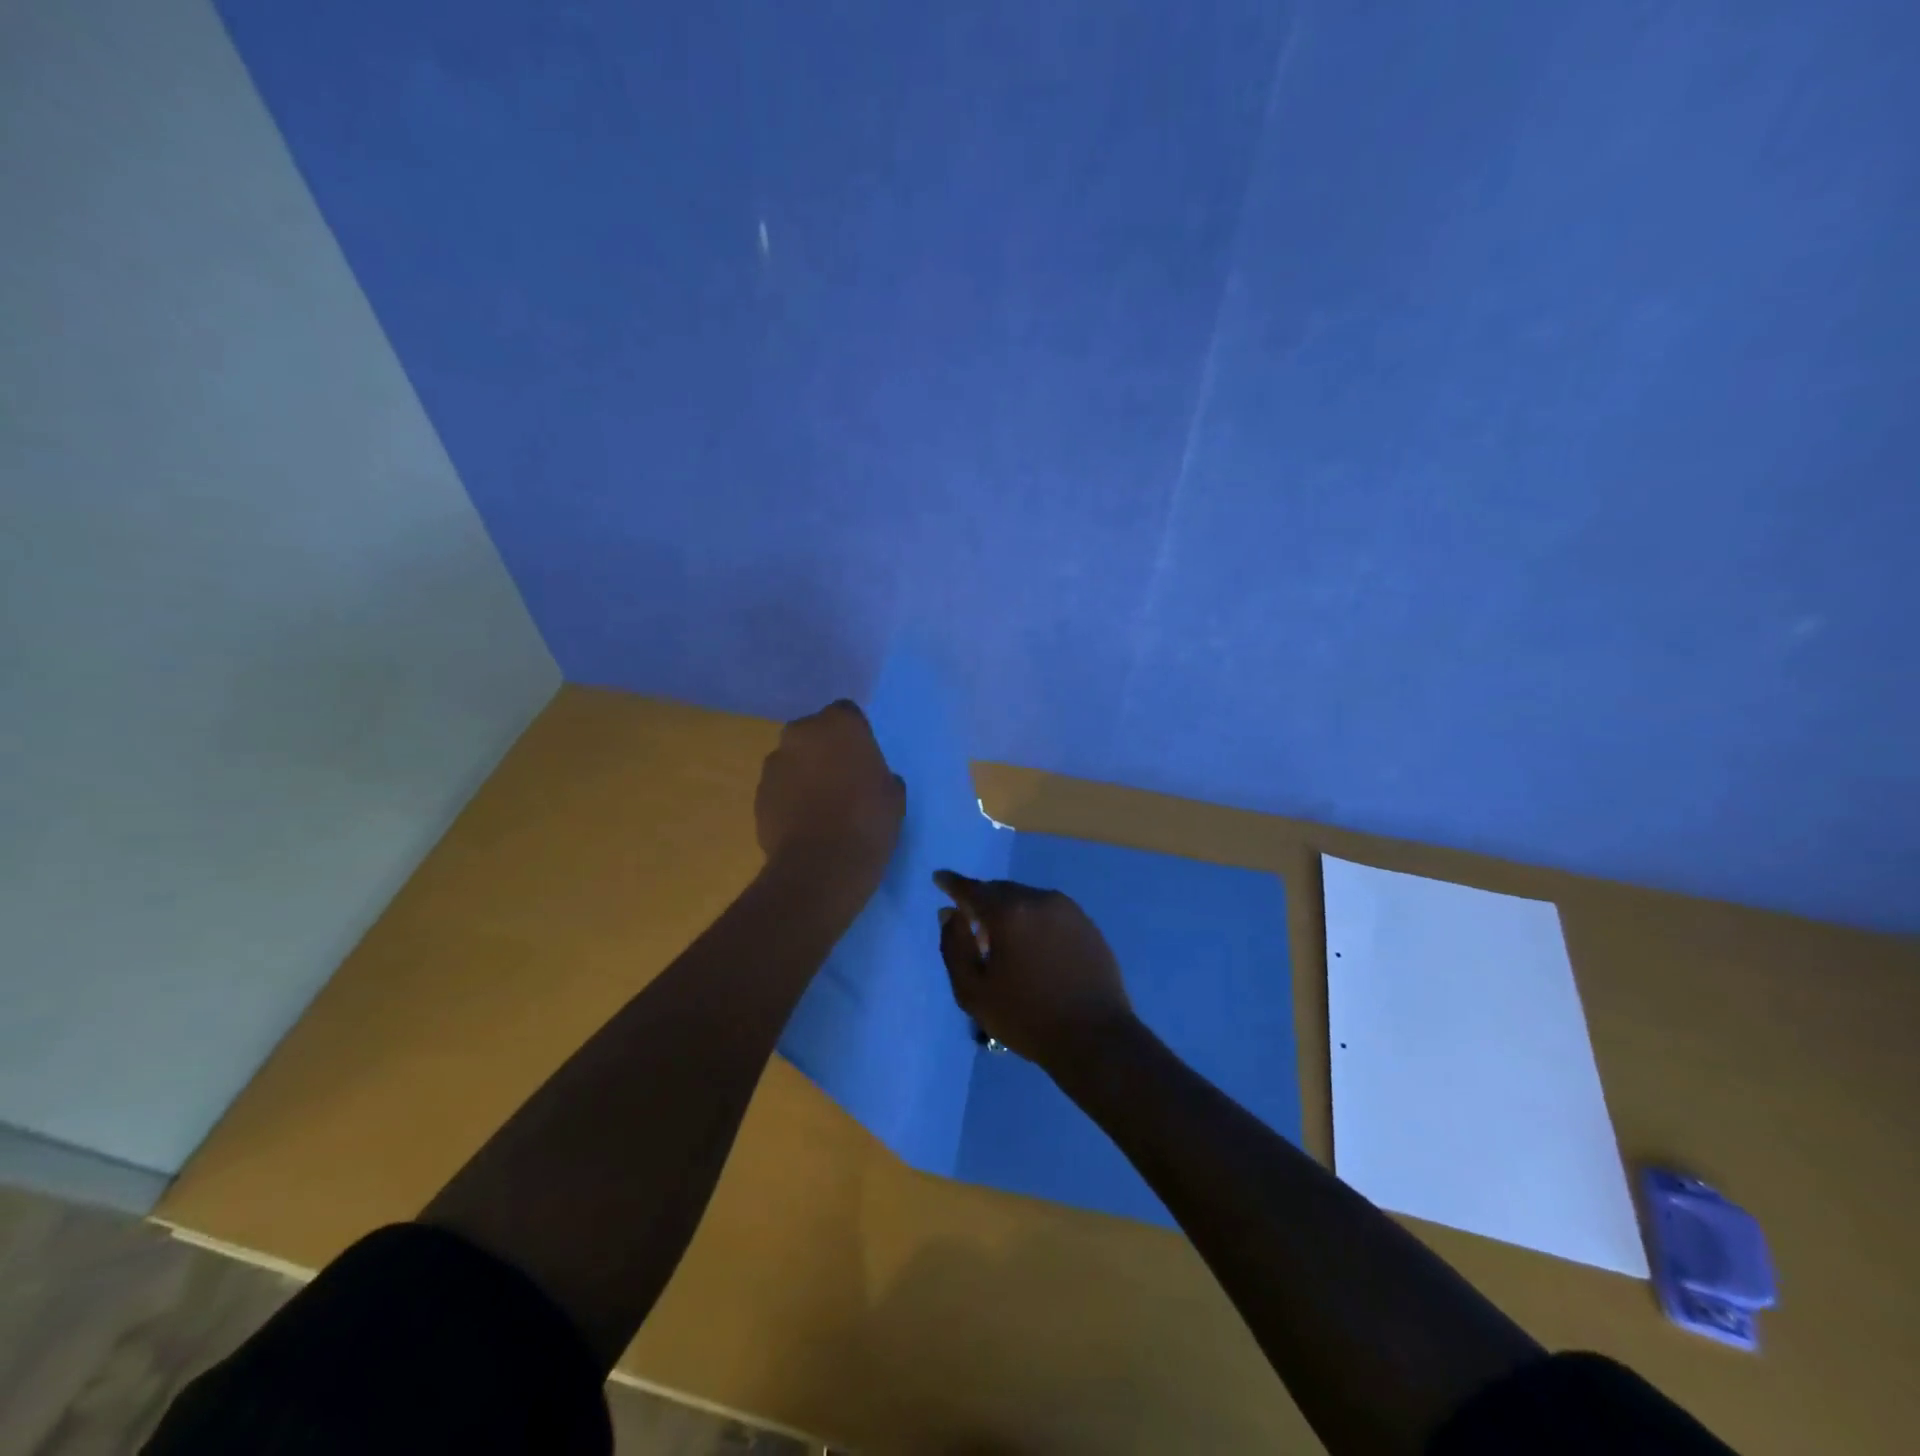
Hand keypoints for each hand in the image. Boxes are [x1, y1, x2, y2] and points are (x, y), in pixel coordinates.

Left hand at [755, 701, 903, 886]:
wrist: (821, 866)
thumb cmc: (868, 821)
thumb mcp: (893, 794)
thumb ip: (878, 773)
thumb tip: (868, 778)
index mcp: (839, 724)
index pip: (847, 715)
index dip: (855, 736)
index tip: (863, 759)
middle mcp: (801, 733)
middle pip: (814, 734)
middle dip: (824, 750)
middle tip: (842, 780)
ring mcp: (774, 763)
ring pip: (793, 760)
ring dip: (804, 774)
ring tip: (821, 806)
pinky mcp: (759, 793)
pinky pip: (780, 788)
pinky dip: (789, 798)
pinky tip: (805, 823)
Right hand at [934, 871, 1134, 1071]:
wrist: (1095, 1037)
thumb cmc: (1027, 1017)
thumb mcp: (973, 991)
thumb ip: (955, 946)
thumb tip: (950, 913)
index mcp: (1009, 912)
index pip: (972, 889)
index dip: (953, 884)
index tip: (940, 878)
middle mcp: (1039, 899)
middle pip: (1000, 891)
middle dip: (982, 902)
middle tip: (971, 927)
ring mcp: (1068, 910)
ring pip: (1026, 900)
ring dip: (1009, 912)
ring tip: (1003, 944)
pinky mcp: (1087, 924)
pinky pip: (1049, 913)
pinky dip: (1033, 921)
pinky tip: (1033, 950)